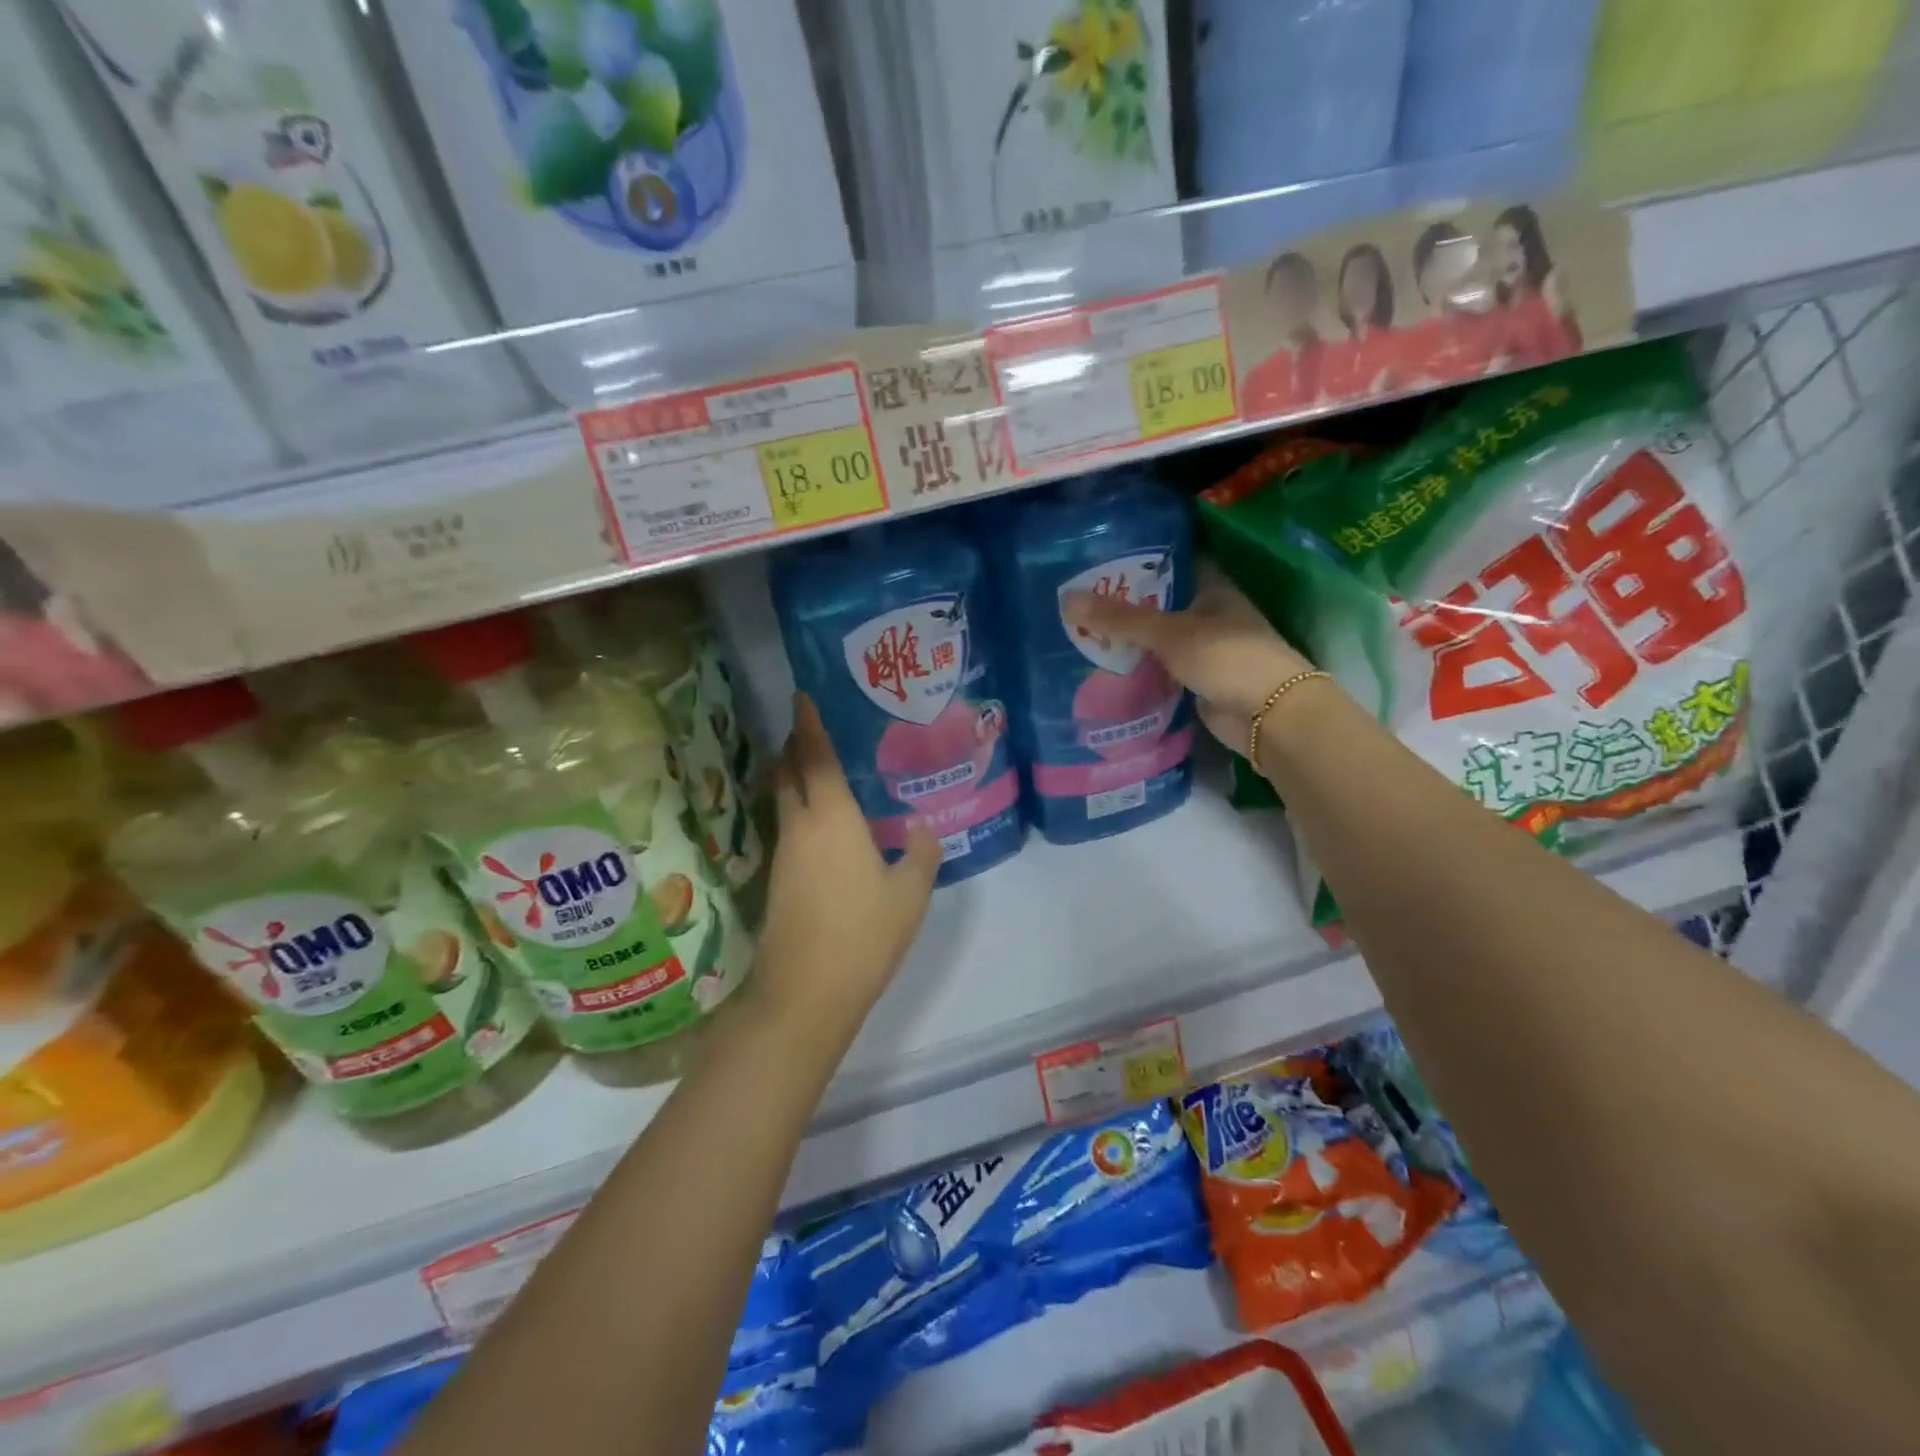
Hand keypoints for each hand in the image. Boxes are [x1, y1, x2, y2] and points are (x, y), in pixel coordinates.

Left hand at [755, 694, 939, 1036]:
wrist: (806, 992)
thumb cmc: (863, 933)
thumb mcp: (910, 894)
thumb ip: (921, 854)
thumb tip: (922, 830)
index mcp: (831, 817)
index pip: (814, 756)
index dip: (807, 724)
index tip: (802, 696)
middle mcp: (801, 827)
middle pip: (789, 772)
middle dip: (795, 745)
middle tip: (812, 727)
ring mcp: (785, 854)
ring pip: (785, 800)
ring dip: (795, 776)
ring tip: (823, 767)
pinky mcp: (780, 880)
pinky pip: (790, 827)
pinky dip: (801, 809)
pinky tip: (825, 823)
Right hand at [1063, 568, 1322, 769]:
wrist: (1268, 716)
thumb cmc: (1227, 657)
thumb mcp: (1169, 633)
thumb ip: (1120, 619)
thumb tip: (1066, 599)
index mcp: (1211, 589)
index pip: (1170, 564)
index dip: (1136, 561)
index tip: (1096, 560)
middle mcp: (1208, 615)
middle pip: (1158, 604)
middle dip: (1122, 605)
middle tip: (1075, 600)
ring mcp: (1202, 650)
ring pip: (1156, 640)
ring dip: (1127, 640)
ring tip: (1077, 631)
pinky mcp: (1195, 681)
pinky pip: (1158, 670)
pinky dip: (1136, 669)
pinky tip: (1101, 667)